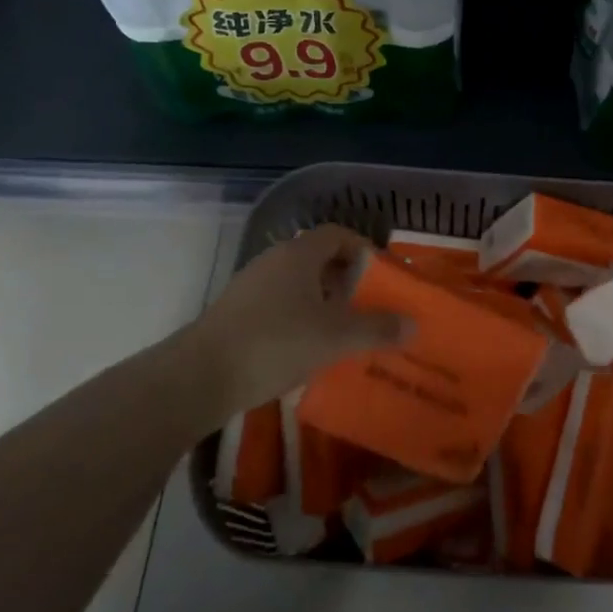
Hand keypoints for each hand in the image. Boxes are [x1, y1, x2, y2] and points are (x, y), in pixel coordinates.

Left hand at [181, 225, 405, 418]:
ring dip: (322, 302)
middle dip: (346, 280)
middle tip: (368, 307)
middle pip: (318, 259)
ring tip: (342, 332)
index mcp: (299, 254)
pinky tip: (307, 350)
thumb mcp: (336, 337)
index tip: (382, 276)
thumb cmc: (275, 343)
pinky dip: (299, 319)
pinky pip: (278, 306)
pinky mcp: (235, 314)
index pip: (338, 234)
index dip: (363, 250)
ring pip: (297, 285)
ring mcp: (250, 287)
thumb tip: (413, 324)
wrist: (198, 377)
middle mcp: (273, 261)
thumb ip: (377, 328)